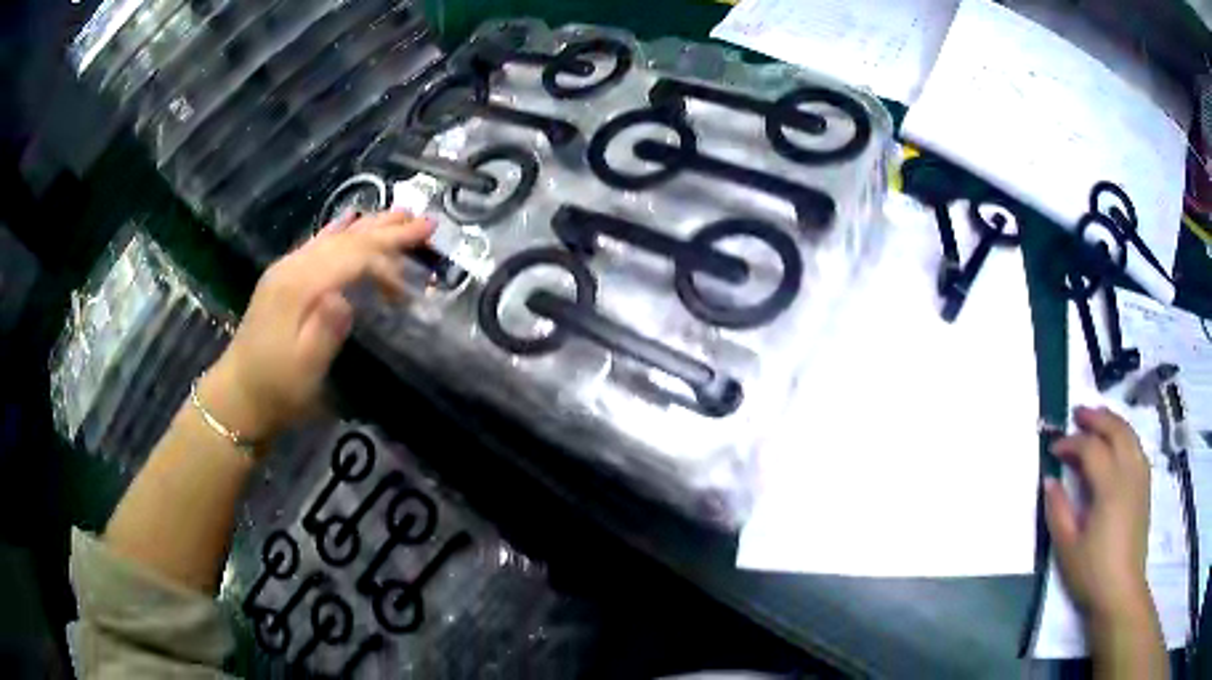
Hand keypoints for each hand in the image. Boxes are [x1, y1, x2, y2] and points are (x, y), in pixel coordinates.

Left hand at [199, 211, 432, 443]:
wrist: (237, 395)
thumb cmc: (277, 388)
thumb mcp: (305, 370)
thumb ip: (325, 330)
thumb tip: (347, 297)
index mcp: (299, 287)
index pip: (352, 258)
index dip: (385, 264)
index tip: (409, 289)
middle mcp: (293, 267)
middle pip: (347, 239)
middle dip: (388, 231)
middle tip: (426, 222)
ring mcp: (286, 269)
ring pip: (334, 237)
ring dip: (370, 225)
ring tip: (401, 215)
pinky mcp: (283, 278)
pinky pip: (317, 244)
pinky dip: (339, 230)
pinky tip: (350, 219)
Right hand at [1044, 406, 1151, 620]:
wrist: (1121, 591)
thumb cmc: (1092, 572)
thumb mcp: (1068, 548)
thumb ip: (1058, 510)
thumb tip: (1049, 480)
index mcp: (1109, 485)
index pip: (1090, 448)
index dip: (1070, 443)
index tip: (1053, 449)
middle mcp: (1128, 472)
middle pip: (1115, 430)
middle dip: (1095, 418)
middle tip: (1076, 414)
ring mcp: (1140, 477)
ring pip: (1129, 434)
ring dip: (1112, 422)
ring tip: (1096, 420)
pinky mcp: (1145, 486)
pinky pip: (1136, 447)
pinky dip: (1125, 436)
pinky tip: (1117, 444)